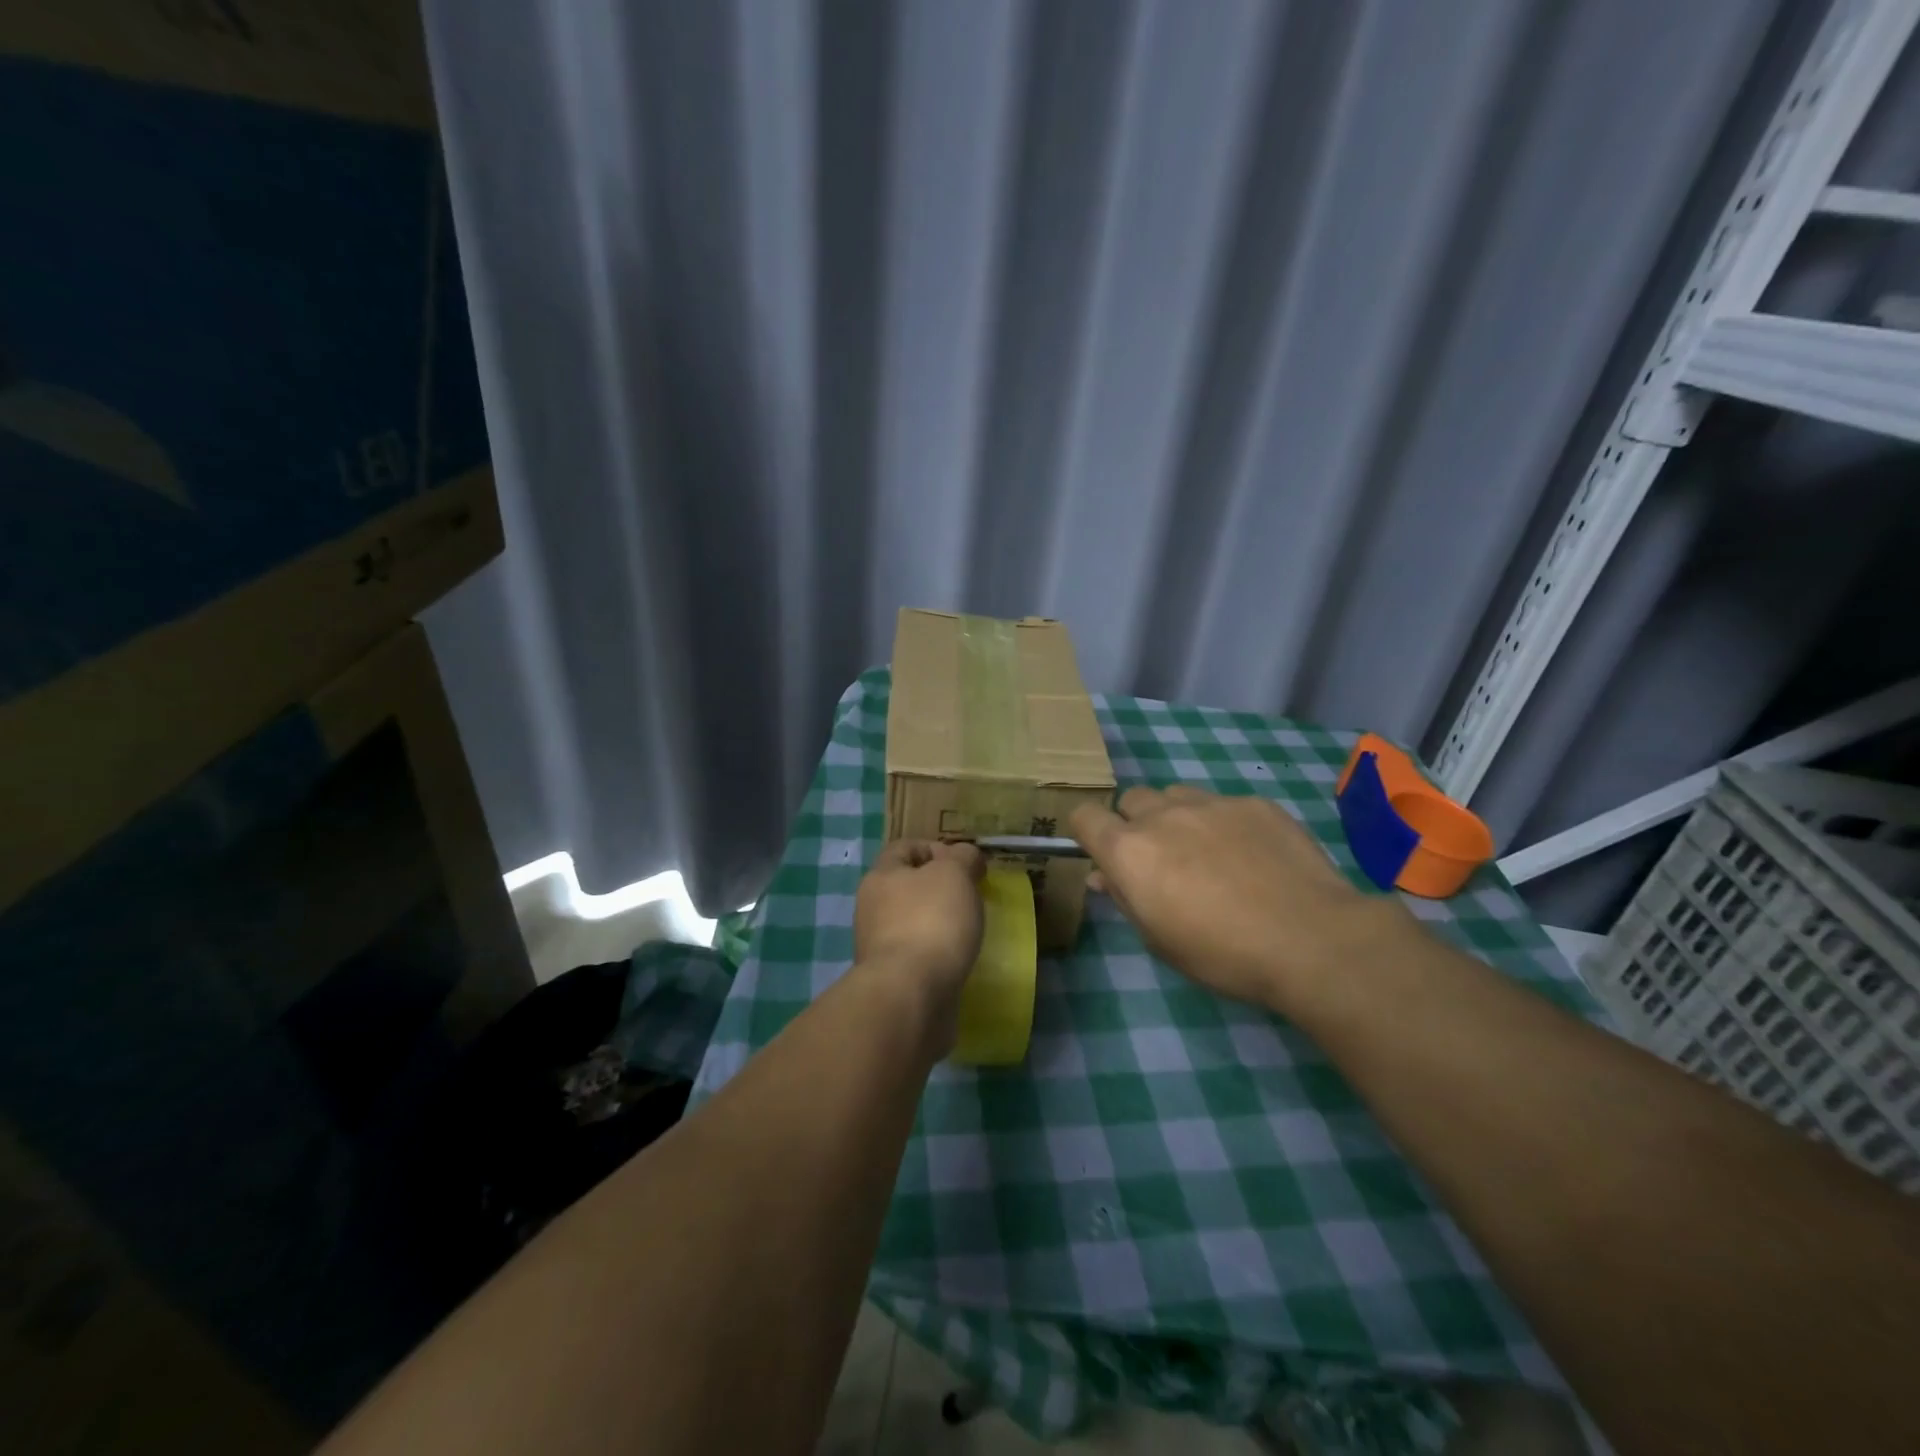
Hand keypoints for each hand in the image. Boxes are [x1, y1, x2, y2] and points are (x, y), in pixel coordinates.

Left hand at [854, 840, 986, 999]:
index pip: (904, 848)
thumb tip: (965, 857)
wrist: (910, 995)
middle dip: (940, 888)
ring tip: (969, 930)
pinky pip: (918, 955)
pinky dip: (937, 954)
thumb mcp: (955, 873)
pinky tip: (958, 959)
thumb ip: (963, 857)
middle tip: (971, 896)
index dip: (935, 848)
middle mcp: (872, 908)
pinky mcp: (892, 978)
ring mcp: (879, 946)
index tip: (964, 864)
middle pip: (908, 886)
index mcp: (881, 876)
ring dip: (939, 923)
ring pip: (913, 922)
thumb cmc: (931, 921)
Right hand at [1069, 786, 1407, 1012]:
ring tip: (1206, 853)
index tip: (1104, 854)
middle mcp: (1163, 815)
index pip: (1085, 816)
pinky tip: (1253, 856)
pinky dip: (1224, 823)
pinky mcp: (1254, 803)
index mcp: (1130, 851)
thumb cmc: (1222, 953)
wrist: (1310, 939)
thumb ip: (1126, 898)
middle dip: (1137, 824)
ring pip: (1176, 795)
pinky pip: (1223, 803)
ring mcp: (1211, 803)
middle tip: (1162, 861)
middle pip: (1132, 800)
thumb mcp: (1160, 939)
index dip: (1089, 832)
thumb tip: (1105, 875)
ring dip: (1177, 817)